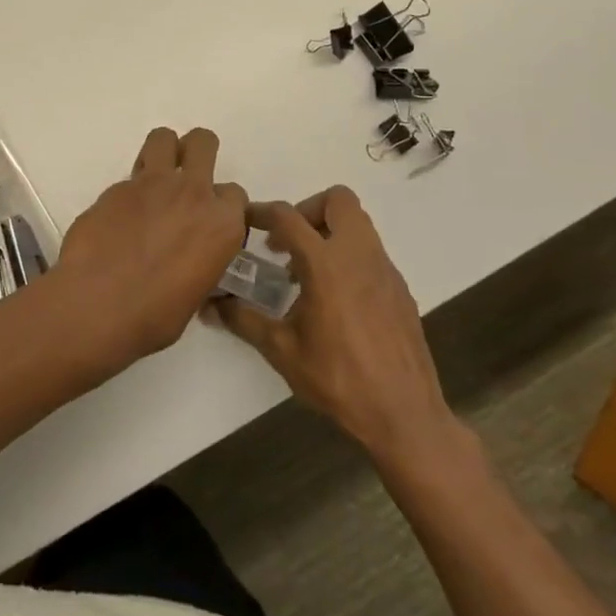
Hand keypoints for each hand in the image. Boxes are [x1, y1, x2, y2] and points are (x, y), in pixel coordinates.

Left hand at [43, 127, 247, 369]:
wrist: (99, 304)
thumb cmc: (155, 316)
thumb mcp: (196, 294)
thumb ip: (200, 263)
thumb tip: (188, 265)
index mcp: (222, 225)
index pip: (234, 195)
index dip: (220, 205)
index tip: (207, 219)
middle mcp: (193, 193)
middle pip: (203, 143)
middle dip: (196, 152)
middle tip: (184, 174)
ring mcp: (152, 184)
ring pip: (163, 138)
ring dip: (162, 151)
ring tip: (152, 177)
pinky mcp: (116, 187)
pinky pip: (129, 176)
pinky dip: (128, 190)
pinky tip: (118, 216)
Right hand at [217, 187, 464, 475]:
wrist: (404, 415)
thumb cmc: (337, 379)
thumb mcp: (281, 350)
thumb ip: (243, 320)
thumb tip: (211, 306)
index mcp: (326, 264)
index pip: (288, 216)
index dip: (262, 212)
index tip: (246, 220)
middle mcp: (359, 255)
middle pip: (338, 200)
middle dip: (308, 210)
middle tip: (288, 243)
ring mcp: (385, 270)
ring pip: (359, 224)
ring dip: (329, 232)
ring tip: (306, 272)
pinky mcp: (400, 289)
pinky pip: (371, 253)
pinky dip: (348, 258)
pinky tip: (335, 299)